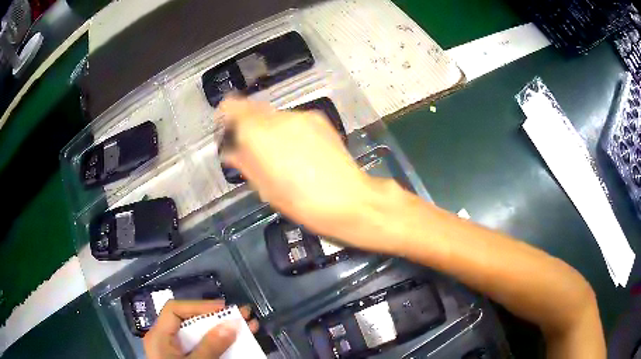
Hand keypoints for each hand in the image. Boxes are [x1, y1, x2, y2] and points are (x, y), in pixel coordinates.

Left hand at [143, 300, 258, 358]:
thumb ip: (211, 346)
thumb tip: (232, 323)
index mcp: (159, 335)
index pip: (175, 309)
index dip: (199, 305)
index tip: (224, 308)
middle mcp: (165, 338)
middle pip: (190, 321)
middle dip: (218, 318)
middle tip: (242, 315)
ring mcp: (175, 349)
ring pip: (199, 334)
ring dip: (223, 330)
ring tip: (248, 326)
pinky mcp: (184, 358)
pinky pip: (201, 346)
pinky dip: (218, 344)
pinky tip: (236, 343)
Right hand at [220, 98, 394, 245]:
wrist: (349, 199)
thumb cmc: (301, 202)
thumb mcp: (265, 189)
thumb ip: (244, 163)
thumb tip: (231, 152)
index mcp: (260, 134)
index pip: (234, 107)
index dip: (227, 113)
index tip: (225, 125)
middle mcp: (279, 118)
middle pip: (254, 109)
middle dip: (248, 123)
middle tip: (251, 146)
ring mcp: (302, 116)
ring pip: (275, 115)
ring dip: (269, 127)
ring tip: (280, 153)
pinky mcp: (320, 119)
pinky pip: (294, 119)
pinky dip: (288, 129)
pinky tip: (299, 150)